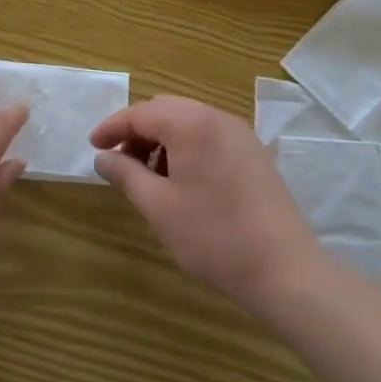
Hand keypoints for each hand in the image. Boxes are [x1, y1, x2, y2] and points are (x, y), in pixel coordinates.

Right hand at [91, 97, 324, 317]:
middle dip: (138, 131)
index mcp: (190, 124)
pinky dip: (187, 146)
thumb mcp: (160, 208)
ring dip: (162, 139)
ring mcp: (238, 133)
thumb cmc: (215, 238)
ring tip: (150, 177)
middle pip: (165, 110)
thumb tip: (102, 157)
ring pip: (188, 121)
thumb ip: (126, 175)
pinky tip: (183, 181)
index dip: (113, 127)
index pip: (140, 113)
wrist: (286, 271)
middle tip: (120, 162)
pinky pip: (209, 134)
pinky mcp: (253, 152)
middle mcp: (215, 117)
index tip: (93, 146)